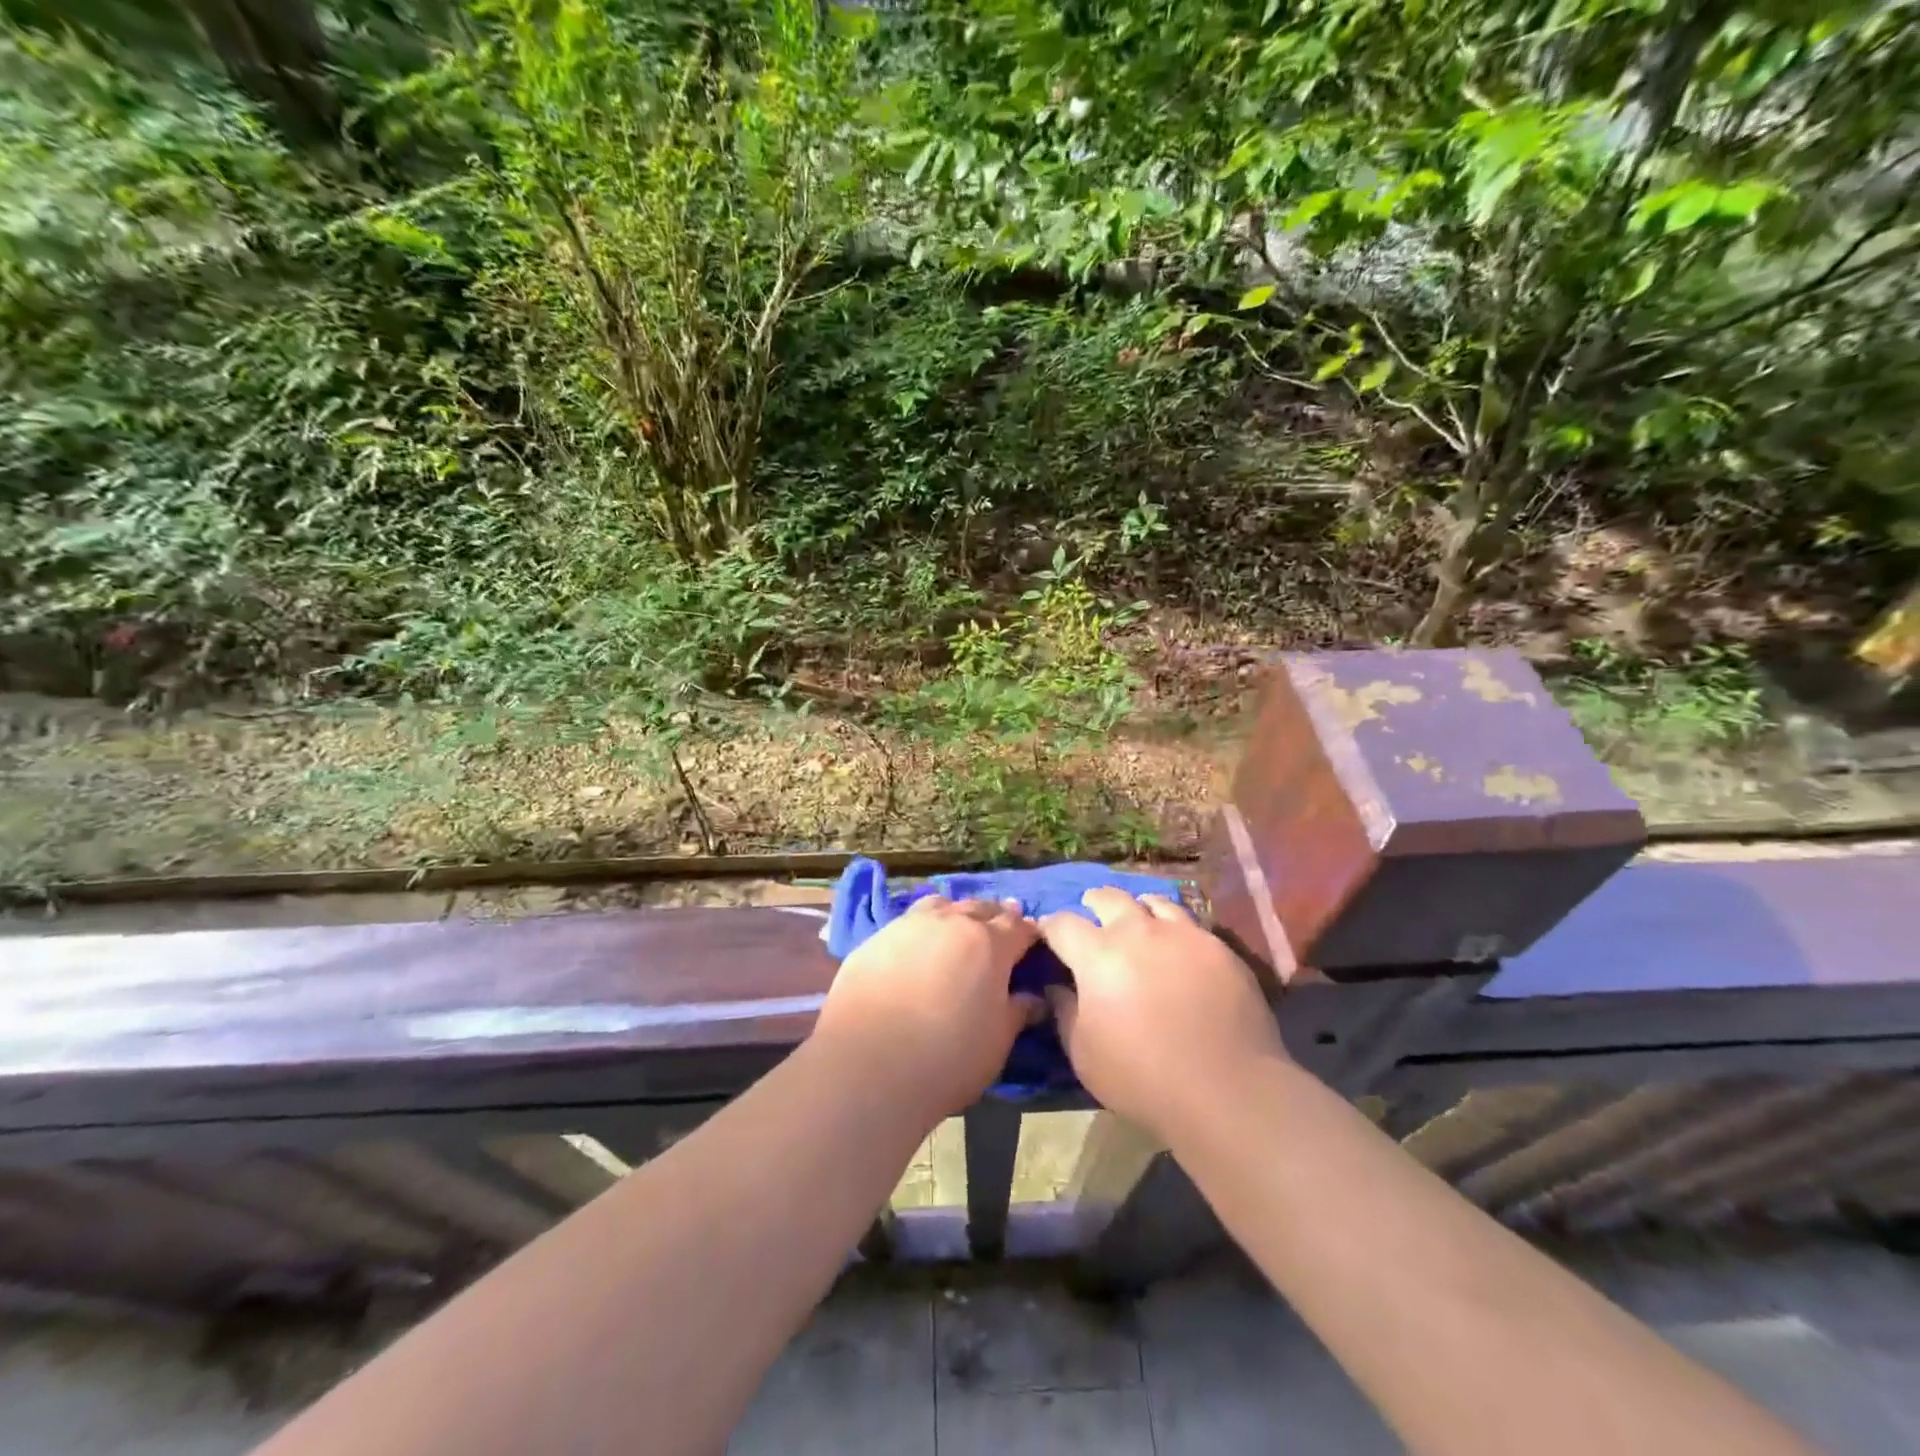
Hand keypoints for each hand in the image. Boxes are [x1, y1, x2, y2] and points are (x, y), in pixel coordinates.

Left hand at [814, 896, 1038, 1119]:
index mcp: (989, 944)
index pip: (1019, 927)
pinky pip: (907, 923)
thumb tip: (1032, 998)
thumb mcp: (997, 1043)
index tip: (1032, 945)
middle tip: (998, 935)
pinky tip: (916, 950)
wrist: (868, 1065)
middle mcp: (951, 922)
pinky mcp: (875, 939)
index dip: (1029, 934)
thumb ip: (1017, 1013)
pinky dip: (921, 930)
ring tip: (957, 931)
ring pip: (941, 906)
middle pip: (980, 908)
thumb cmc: (947, 1058)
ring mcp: (909, 925)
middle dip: (994, 918)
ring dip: (955, 915)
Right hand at [1040, 888, 1286, 1139]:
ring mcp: (1183, 934)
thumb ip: (1065, 1012)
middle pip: (1108, 898)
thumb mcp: (1084, 1054)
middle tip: (1092, 916)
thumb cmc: (1142, 1077)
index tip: (1046, 935)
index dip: (1049, 927)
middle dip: (1093, 903)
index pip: (1062, 923)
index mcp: (1097, 953)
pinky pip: (1190, 925)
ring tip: (1139, 924)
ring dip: (1138, 910)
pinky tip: (1179, 951)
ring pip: (1153, 902)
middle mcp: (1138, 931)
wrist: (1227, 1090)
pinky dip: (1175, 930)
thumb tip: (1058, 986)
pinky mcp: (1219, 948)